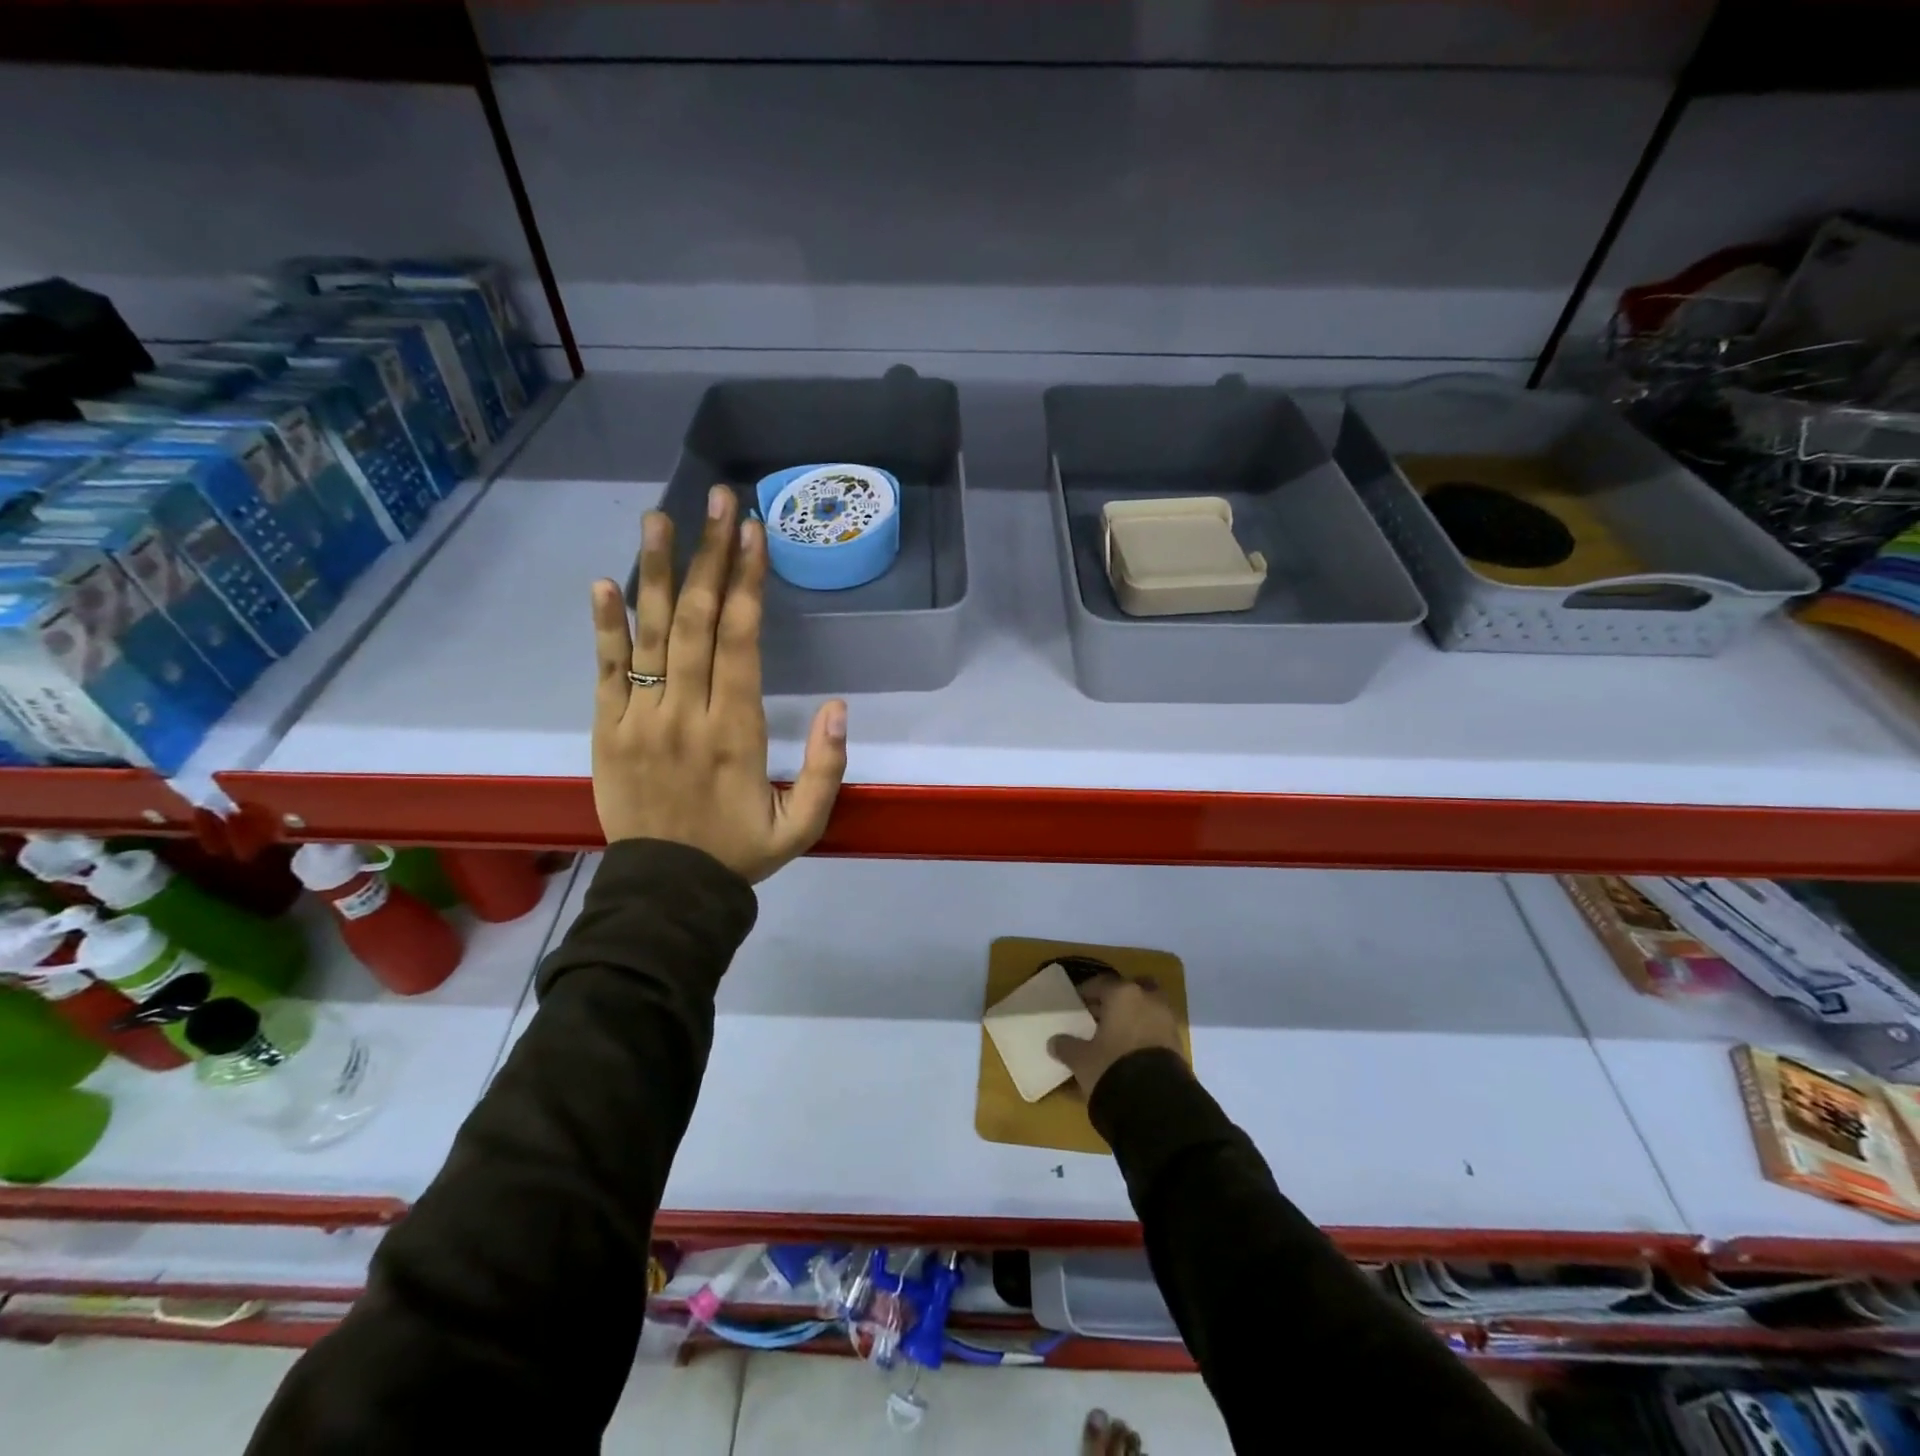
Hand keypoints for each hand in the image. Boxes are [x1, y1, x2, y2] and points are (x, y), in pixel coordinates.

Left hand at [590, 485, 848, 882]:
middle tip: (719, 501)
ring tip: (662, 518)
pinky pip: (605, 670)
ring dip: (658, 572)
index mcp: (736, 732)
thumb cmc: (740, 853)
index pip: (741, 642)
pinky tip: (605, 582)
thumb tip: (840, 707)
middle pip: (699, 622)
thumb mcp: (804, 826)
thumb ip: (828, 769)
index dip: (748, 583)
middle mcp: (686, 713)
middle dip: (712, 556)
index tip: (753, 533)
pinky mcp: (607, 730)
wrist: (666, 893)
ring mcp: (640, 718)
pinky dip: (605, 626)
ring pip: (652, 634)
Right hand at [1047, 974, 1185, 1097]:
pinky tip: (1131, 1052)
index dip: (1086, 992)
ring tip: (1115, 1036)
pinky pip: (1156, 1029)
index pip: (1100, 983)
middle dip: (1117, 999)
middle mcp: (1148, 999)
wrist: (1157, 1104)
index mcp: (1122, 994)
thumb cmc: (1112, 1067)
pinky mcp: (1178, 1044)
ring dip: (1134, 1016)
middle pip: (1131, 989)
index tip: (1076, 1003)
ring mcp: (1167, 1020)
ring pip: (1147, 1008)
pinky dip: (1145, 1034)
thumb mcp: (1081, 1059)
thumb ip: (1066, 1047)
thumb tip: (1054, 1042)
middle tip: (1100, 1014)